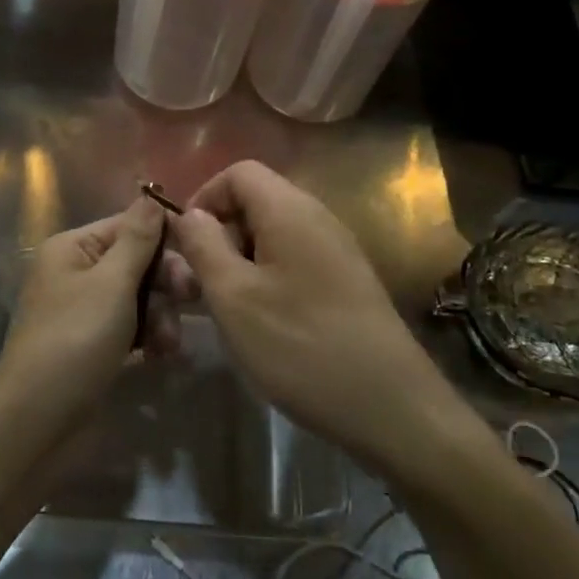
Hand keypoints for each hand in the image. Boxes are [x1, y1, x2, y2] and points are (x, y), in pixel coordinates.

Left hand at [0, 198, 182, 431]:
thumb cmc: (75, 341)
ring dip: (160, 315)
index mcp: (73, 247)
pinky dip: (148, 337)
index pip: (129, 225)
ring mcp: (84, 310)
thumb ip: (137, 239)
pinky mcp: (93, 344)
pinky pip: (130, 326)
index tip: (198, 258)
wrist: (36, 421)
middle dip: (165, 281)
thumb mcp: (111, 284)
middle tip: (191, 298)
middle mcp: (76, 271)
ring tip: (170, 343)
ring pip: (138, 297)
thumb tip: (151, 195)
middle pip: (136, 261)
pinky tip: (163, 356)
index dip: (165, 239)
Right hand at [171, 160, 462, 473]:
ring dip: (242, 259)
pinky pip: (295, 258)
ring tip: (230, 307)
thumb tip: (190, 215)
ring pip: (273, 233)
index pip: (238, 171)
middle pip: (256, 200)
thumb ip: (203, 245)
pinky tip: (265, 322)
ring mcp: (337, 249)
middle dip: (221, 233)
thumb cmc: (300, 346)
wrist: (392, 407)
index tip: (187, 244)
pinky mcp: (347, 280)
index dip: (204, 197)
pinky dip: (268, 276)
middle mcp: (318, 217)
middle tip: (203, 282)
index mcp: (290, 210)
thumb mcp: (233, 297)